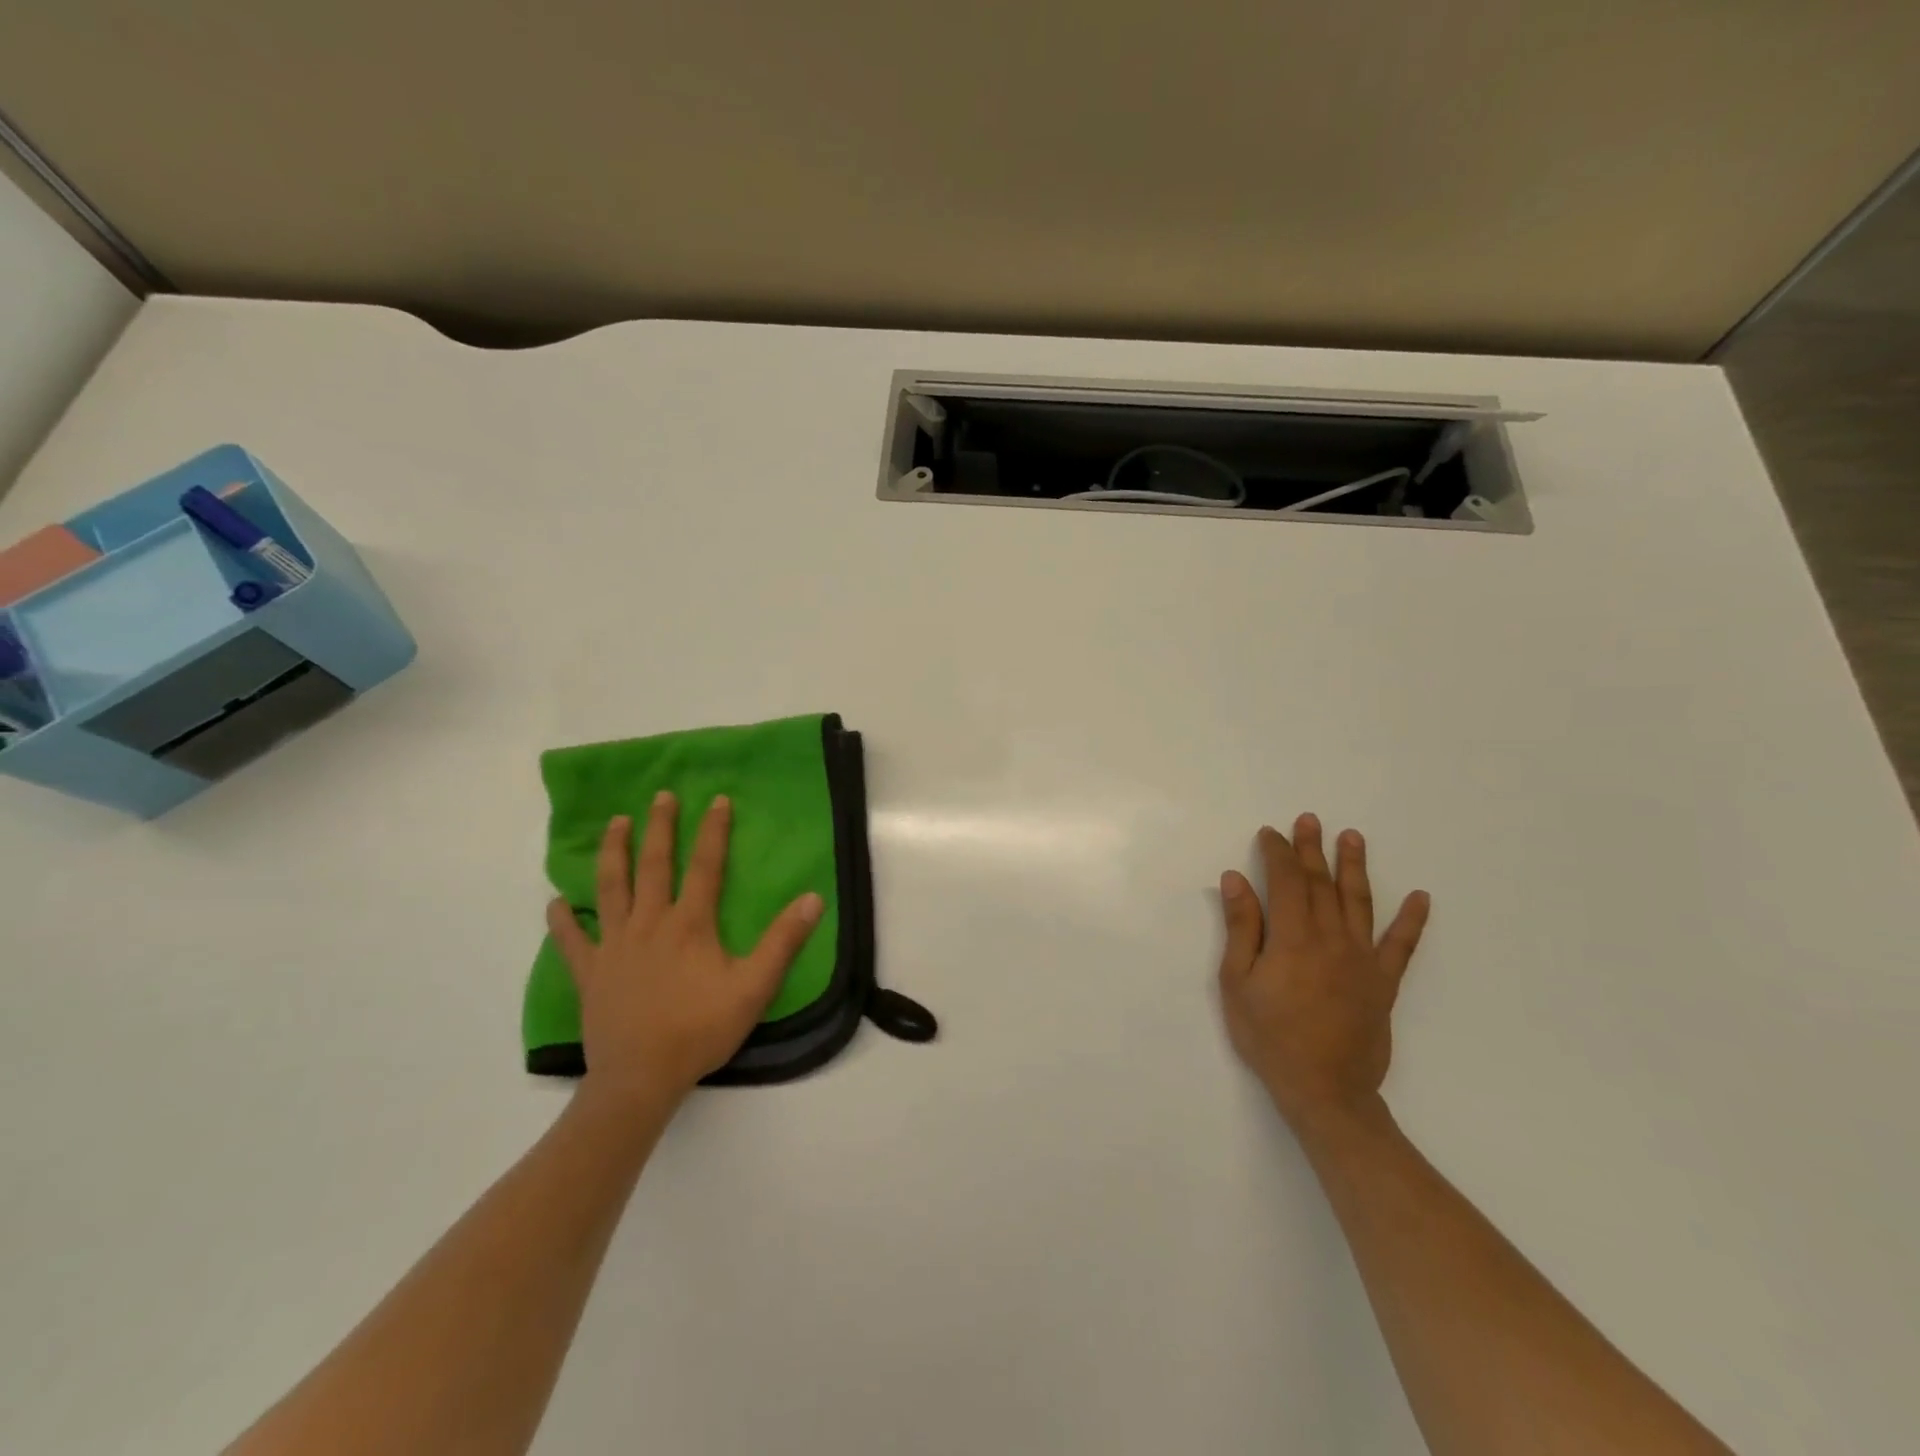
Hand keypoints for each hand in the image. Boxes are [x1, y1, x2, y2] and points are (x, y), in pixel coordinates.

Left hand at [546, 791, 823, 1108]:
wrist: (640, 1078)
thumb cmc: (700, 1030)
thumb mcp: (754, 987)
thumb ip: (783, 941)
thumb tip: (813, 898)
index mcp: (690, 924)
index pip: (705, 866)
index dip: (712, 831)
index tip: (717, 800)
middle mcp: (649, 924)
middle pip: (653, 866)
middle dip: (658, 828)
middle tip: (660, 796)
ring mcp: (614, 946)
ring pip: (611, 889)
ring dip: (612, 854)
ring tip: (615, 824)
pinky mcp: (590, 973)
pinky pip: (572, 942)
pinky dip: (563, 921)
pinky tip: (556, 904)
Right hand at [1218, 814, 1430, 1131]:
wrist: (1324, 1090)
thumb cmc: (1270, 1036)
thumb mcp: (1237, 982)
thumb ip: (1241, 928)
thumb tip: (1235, 880)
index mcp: (1293, 938)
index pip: (1286, 881)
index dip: (1278, 853)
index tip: (1270, 833)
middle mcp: (1331, 939)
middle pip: (1321, 883)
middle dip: (1312, 849)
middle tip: (1309, 819)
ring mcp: (1362, 959)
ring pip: (1359, 902)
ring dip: (1354, 867)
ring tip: (1353, 837)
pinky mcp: (1383, 982)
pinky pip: (1401, 946)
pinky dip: (1412, 921)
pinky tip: (1420, 897)